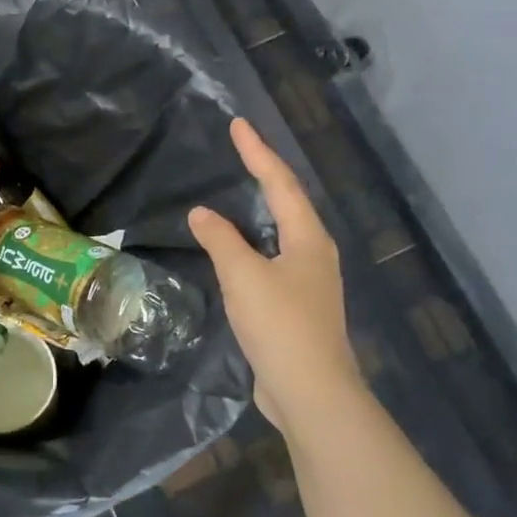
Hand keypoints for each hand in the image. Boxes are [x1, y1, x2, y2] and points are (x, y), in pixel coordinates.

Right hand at [189, 118, 364, 438]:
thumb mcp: (243, 276)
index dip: (257, 153)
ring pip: (283, 232)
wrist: (310, 391)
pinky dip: (254, 243)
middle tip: (240, 151)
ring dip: (262, 208)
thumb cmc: (279, 325)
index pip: (280, 183)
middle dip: (265, 174)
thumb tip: (202, 213)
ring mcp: (309, 281)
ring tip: (240, 191)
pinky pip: (273, 259)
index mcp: (308, 239)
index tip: (238, 125)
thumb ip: (221, 240)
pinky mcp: (297, 306)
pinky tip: (239, 250)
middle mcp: (314, 253)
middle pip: (289, 203)